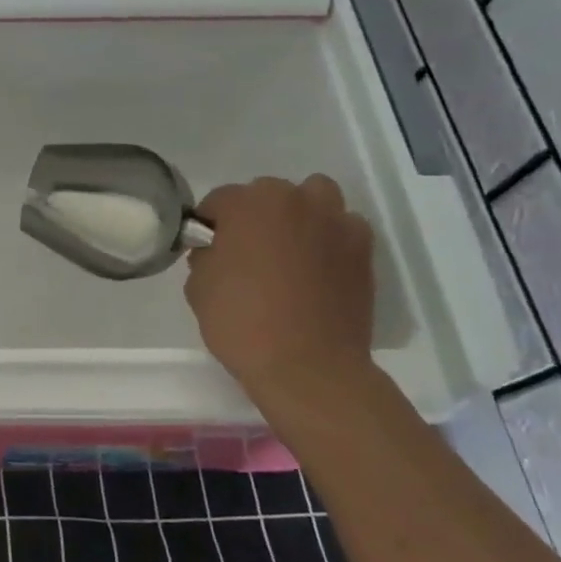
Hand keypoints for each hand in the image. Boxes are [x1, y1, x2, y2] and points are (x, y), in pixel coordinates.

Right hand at [184, 176, 375, 396]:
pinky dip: (330, 237)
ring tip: (290, 248)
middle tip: (248, 252)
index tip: (208, 249)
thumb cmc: (242, 323)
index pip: (219, 200)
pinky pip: (343, 227)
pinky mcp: (362, 249)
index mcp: (247, 204)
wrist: (308, 367)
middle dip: (255, 215)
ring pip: (314, 196)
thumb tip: (217, 251)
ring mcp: (334, 222)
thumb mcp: (198, 287)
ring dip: (299, 213)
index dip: (210, 225)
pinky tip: (319, 266)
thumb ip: (205, 257)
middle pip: (267, 193)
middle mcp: (293, 200)